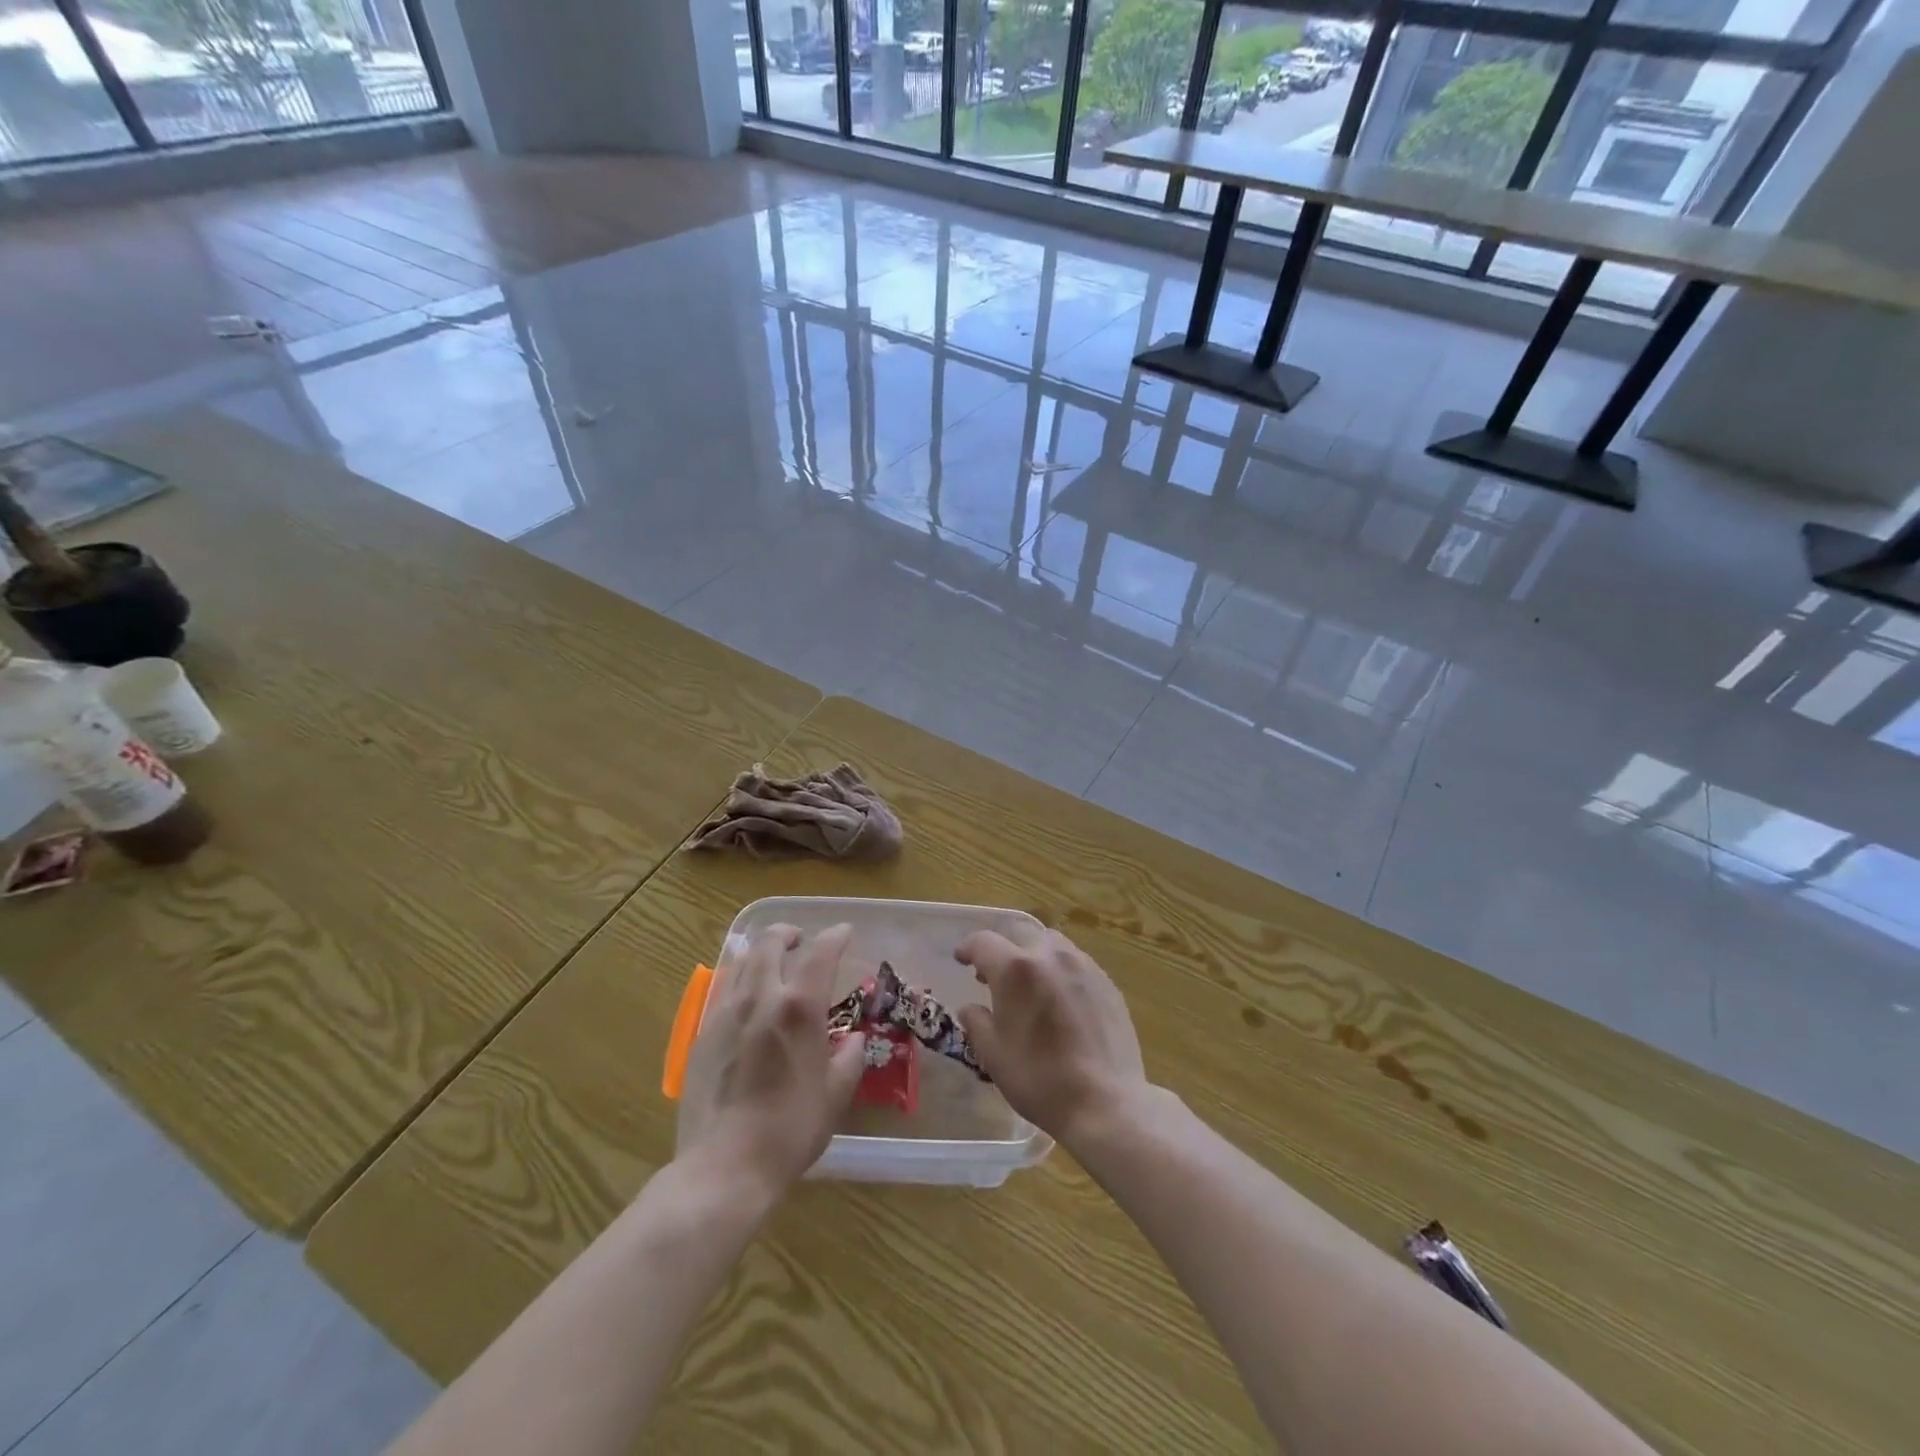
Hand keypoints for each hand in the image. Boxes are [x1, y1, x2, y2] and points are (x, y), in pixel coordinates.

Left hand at [675, 923, 866, 1196]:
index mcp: (799, 1008)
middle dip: (788, 933)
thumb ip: (849, 1060)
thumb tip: (853, 1040)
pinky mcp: (701, 1035)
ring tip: (772, 964)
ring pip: (742, 963)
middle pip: (770, 943)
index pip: (821, 953)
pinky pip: (724, 992)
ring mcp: (725, 1014)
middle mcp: (760, 998)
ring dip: (761, 953)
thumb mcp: (834, 1096)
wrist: (724, 1166)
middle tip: (800, 940)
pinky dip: (741, 982)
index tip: (844, 933)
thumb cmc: (790, 1131)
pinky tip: (746, 1002)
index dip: (835, 937)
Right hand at [953, 928, 1148, 1145]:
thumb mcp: (993, 1055)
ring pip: (1052, 946)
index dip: (968, 948)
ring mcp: (1084, 966)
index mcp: (1016, 969)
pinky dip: (1060, 972)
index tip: (961, 959)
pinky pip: (1076, 964)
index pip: (983, 942)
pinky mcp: (1107, 983)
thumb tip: (971, 1007)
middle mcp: (1050, 956)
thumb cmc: (1040, 1079)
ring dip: (1034, 957)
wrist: (1105, 1102)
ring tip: (1031, 987)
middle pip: (1020, 936)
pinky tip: (1061, 1003)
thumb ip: (977, 1022)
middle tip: (994, 977)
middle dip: (1003, 951)